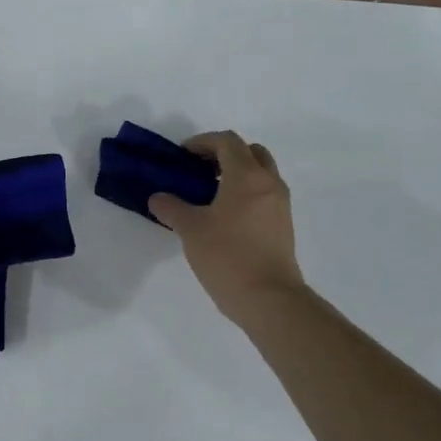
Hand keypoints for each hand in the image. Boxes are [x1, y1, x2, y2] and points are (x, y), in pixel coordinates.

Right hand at [150, 132, 305, 325]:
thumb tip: (157, 198)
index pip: (227, 141)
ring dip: (237, 174)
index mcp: (247, 176)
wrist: (270, 299)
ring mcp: (280, 204)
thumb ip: (171, 208)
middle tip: (200, 170)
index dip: (202, 142)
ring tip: (209, 194)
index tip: (182, 156)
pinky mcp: (283, 225)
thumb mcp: (191, 230)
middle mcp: (269, 183)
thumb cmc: (228, 256)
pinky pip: (264, 195)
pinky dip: (246, 193)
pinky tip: (224, 217)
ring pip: (261, 174)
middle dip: (224, 154)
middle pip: (250, 151)